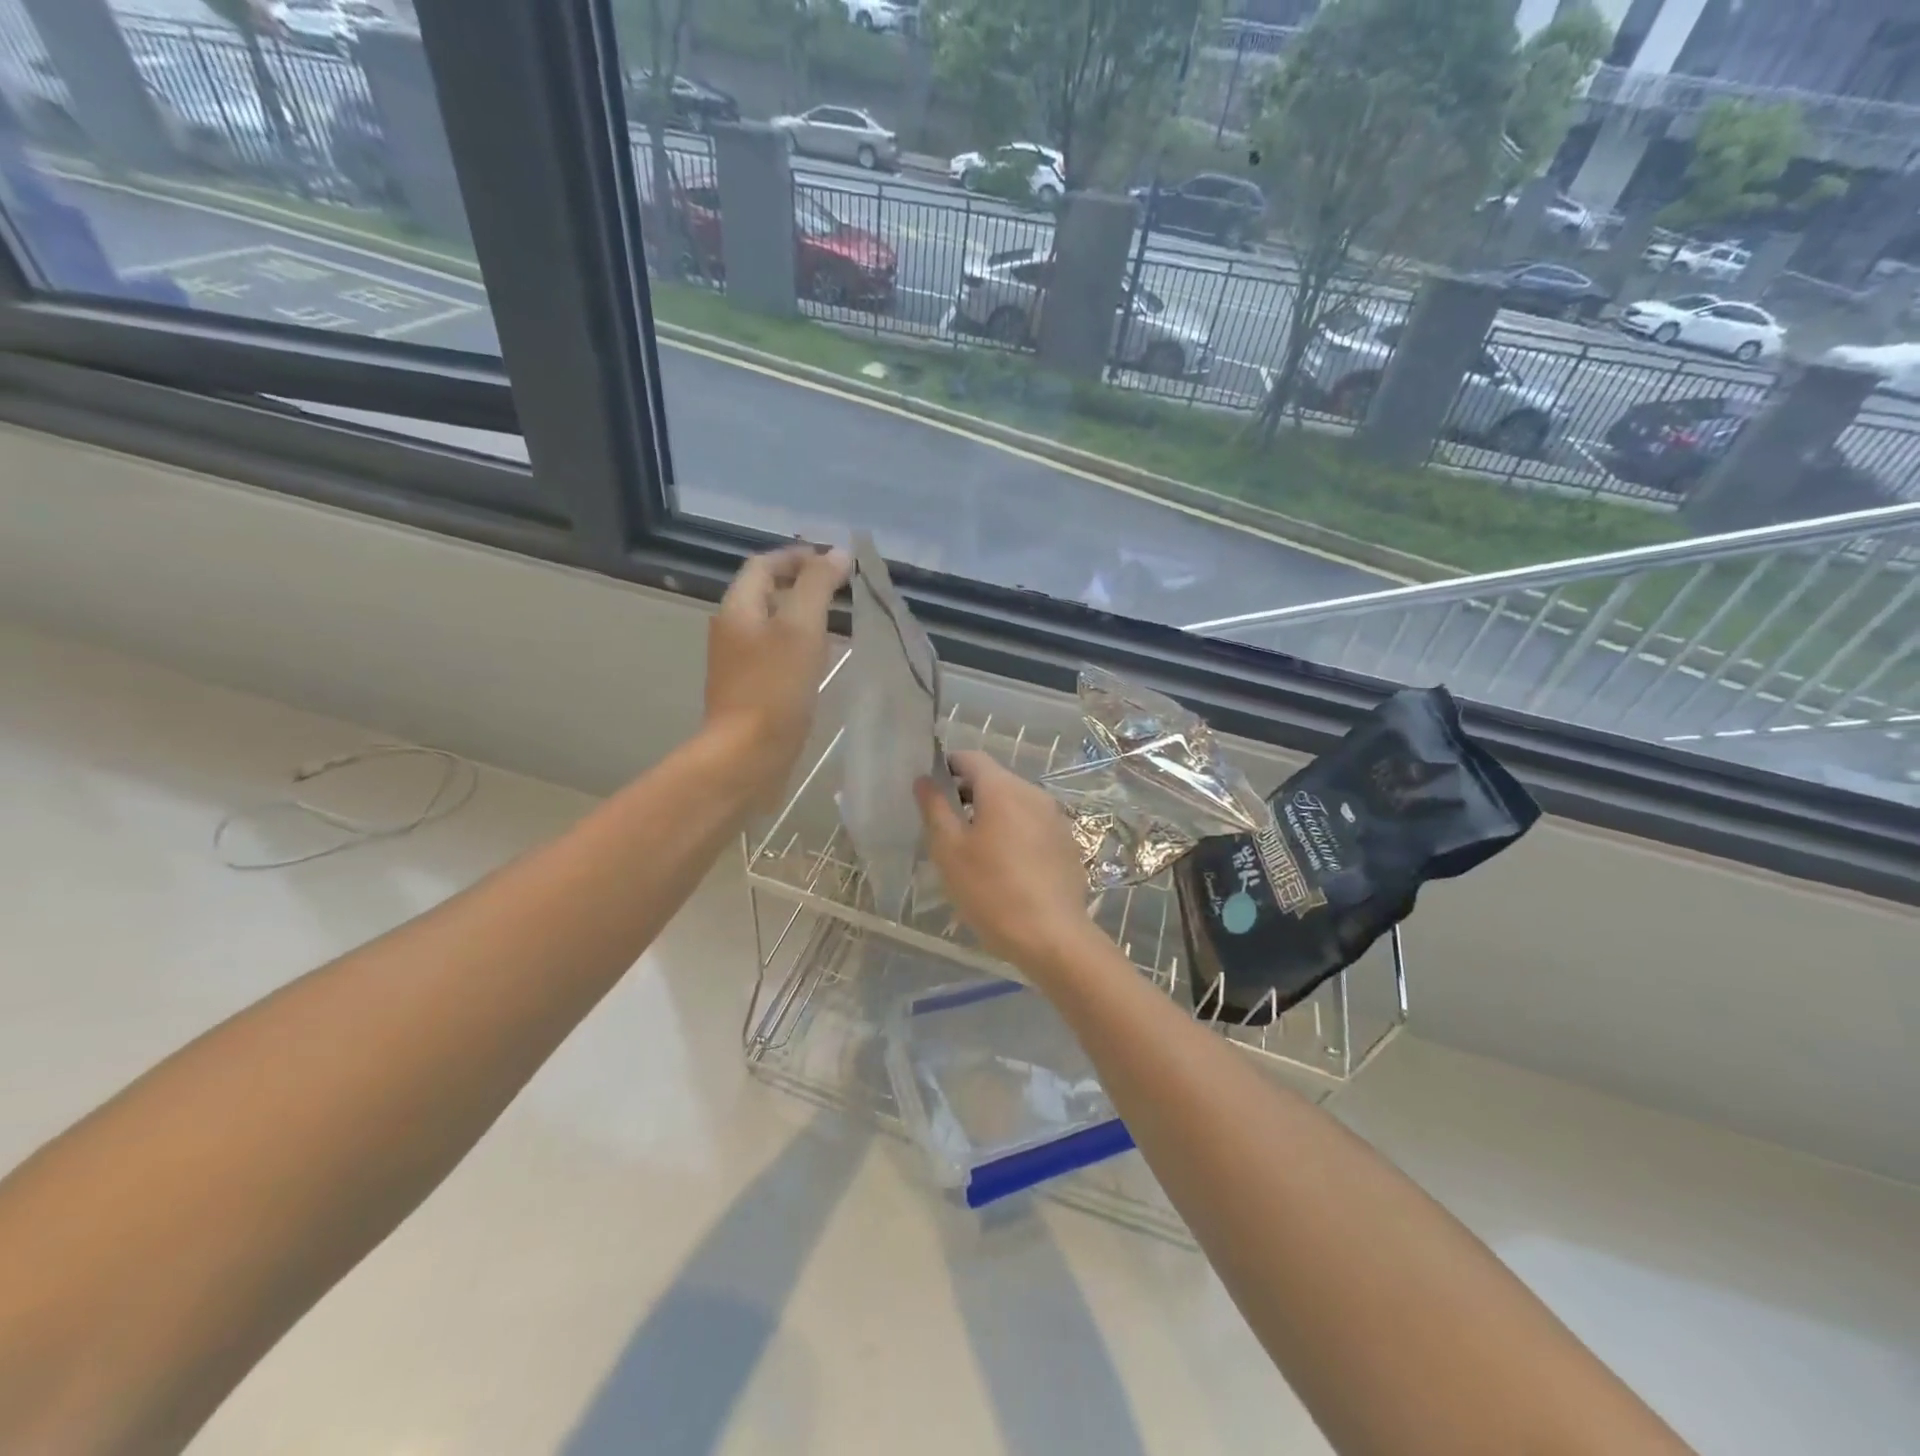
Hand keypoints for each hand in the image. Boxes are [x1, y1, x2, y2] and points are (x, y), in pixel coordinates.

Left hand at [706, 545, 851, 802]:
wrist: (747, 755)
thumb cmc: (774, 688)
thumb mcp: (801, 628)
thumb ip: (817, 586)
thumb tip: (836, 554)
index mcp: (738, 608)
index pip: (763, 565)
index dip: (797, 556)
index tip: (833, 561)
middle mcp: (732, 630)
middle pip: (766, 593)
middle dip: (802, 584)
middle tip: (841, 589)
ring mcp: (739, 663)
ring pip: (773, 625)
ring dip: (802, 616)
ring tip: (839, 621)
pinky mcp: (751, 690)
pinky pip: (776, 655)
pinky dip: (800, 646)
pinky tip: (822, 661)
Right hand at [915, 751, 1109, 989]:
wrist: (1052, 936)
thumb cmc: (991, 890)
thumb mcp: (949, 851)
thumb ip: (935, 809)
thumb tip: (924, 779)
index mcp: (1003, 788)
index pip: (971, 758)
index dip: (947, 766)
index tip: (931, 790)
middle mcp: (1033, 793)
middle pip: (995, 779)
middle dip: (968, 794)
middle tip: (946, 826)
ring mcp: (1055, 818)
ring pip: (1015, 803)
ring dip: (992, 815)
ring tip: (973, 849)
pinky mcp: (1067, 843)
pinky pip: (1033, 825)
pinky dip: (1015, 833)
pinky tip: (1006, 867)